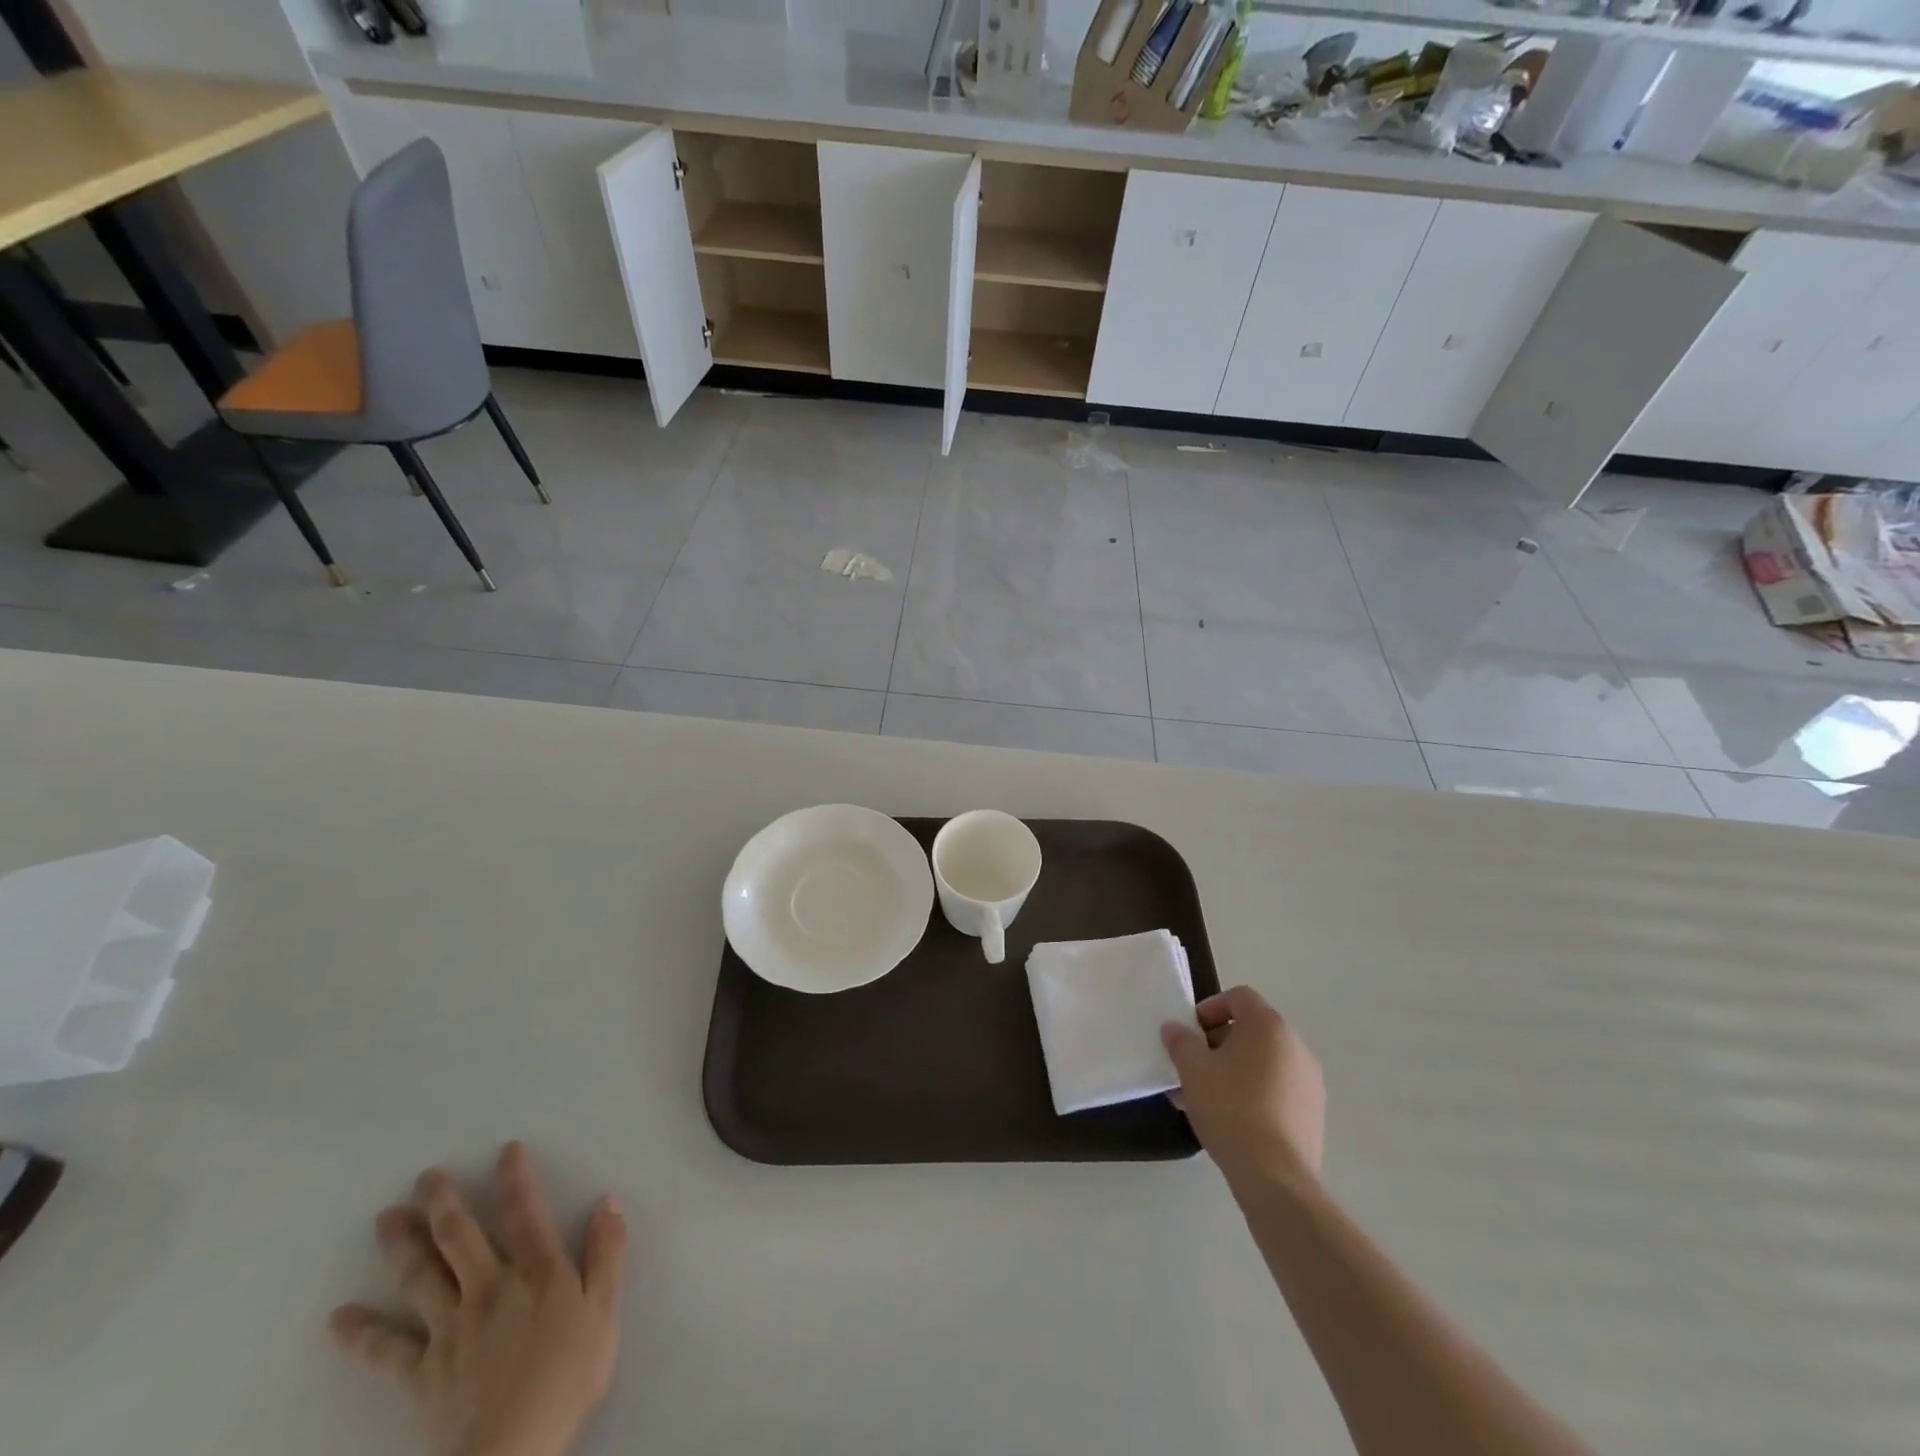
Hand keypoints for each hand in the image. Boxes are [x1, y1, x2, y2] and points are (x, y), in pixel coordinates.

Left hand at [329, 1142, 627, 1455]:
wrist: (512, 1450)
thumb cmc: (568, 1376)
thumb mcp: (605, 1310)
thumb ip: (607, 1253)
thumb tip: (608, 1200)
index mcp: (536, 1271)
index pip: (525, 1212)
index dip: (516, 1178)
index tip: (506, 1150)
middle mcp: (489, 1287)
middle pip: (460, 1237)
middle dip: (443, 1203)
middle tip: (425, 1176)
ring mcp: (450, 1328)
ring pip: (421, 1278)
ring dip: (402, 1246)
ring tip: (386, 1219)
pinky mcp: (422, 1372)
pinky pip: (386, 1349)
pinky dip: (361, 1333)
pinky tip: (338, 1319)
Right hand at [1163, 986, 1325, 1195]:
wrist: (1275, 1177)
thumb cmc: (1231, 1108)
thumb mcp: (1192, 1069)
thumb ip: (1180, 1041)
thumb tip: (1174, 1028)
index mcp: (1269, 1026)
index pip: (1239, 997)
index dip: (1210, 1008)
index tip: (1190, 1033)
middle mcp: (1296, 1047)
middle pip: (1250, 1030)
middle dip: (1216, 1044)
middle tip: (1191, 1067)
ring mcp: (1309, 1082)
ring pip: (1261, 1063)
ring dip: (1231, 1070)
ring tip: (1202, 1098)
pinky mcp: (1312, 1114)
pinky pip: (1275, 1089)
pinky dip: (1251, 1093)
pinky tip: (1228, 1119)